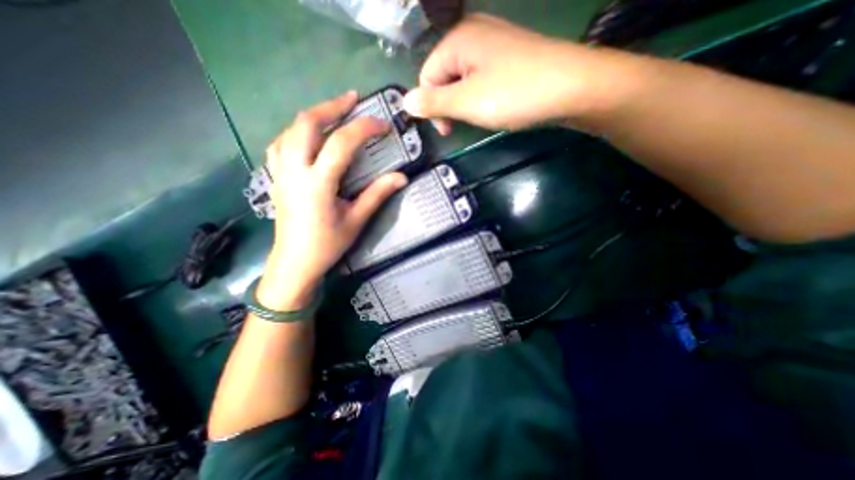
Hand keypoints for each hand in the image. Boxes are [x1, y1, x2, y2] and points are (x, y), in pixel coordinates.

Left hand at [260, 91, 406, 310]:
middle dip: (332, 107)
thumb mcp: (355, 221)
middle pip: (307, 123)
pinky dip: (297, 131)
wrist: (294, 262)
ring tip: (334, 112)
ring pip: (291, 129)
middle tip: (353, 100)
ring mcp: (280, 171)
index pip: (341, 143)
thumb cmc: (327, 245)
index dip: (364, 128)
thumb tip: (401, 177)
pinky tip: (309, 135)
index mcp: (317, 183)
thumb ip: (377, 195)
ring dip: (314, 115)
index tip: (383, 125)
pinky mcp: (276, 176)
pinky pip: (281, 143)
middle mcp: (294, 170)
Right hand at [401, 13, 625, 132]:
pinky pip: (481, 78)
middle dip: (448, 104)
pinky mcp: (509, 57)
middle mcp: (473, 34)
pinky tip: (493, 104)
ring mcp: (494, 44)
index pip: (426, 76)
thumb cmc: (514, 94)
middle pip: (443, 76)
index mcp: (458, 40)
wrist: (572, 88)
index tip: (446, 130)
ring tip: (480, 115)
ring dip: (464, 103)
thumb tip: (404, 102)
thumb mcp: (467, 102)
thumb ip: (433, 102)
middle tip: (462, 125)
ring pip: (463, 79)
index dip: (431, 106)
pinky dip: (480, 95)